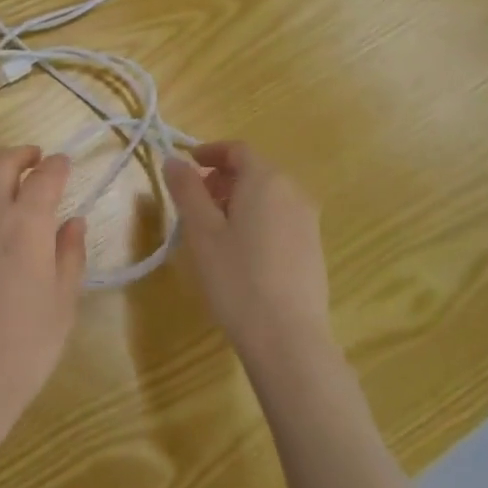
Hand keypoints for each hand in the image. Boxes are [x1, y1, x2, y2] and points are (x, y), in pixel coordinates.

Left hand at [0, 146, 87, 469]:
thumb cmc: (25, 346)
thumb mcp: (63, 302)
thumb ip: (70, 254)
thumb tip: (73, 222)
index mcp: (27, 224)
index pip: (45, 178)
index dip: (57, 166)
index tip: (64, 165)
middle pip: (2, 165)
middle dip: (22, 155)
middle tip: (34, 158)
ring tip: (0, 167)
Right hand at [164, 142, 334, 372]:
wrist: (287, 337)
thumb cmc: (237, 277)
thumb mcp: (202, 231)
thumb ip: (187, 190)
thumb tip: (175, 161)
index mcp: (266, 180)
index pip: (237, 150)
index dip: (210, 152)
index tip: (186, 165)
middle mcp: (293, 192)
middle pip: (254, 171)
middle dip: (222, 177)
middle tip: (194, 200)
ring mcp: (308, 221)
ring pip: (268, 195)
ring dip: (238, 198)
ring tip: (213, 228)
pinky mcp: (313, 247)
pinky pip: (280, 216)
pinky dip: (256, 218)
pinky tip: (240, 250)